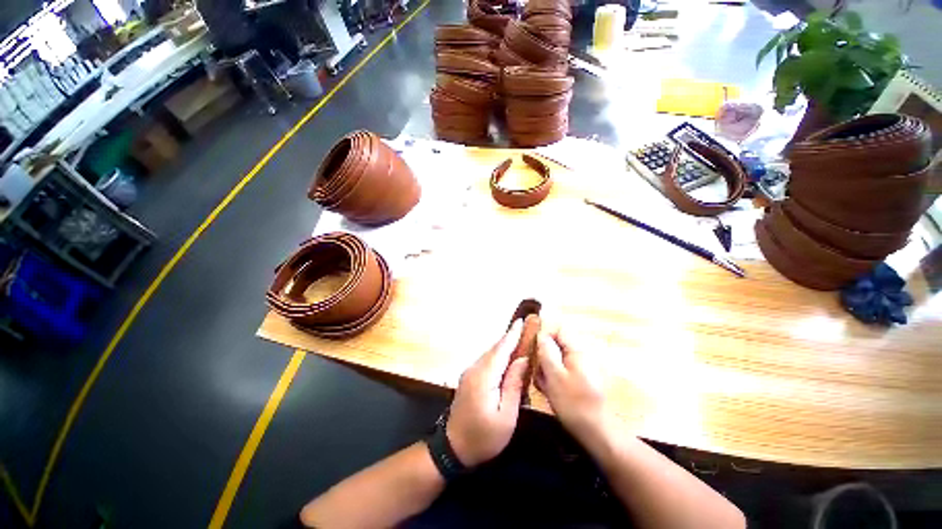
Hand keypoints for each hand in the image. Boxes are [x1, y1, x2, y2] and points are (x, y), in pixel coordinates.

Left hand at [446, 320, 529, 466]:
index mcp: (484, 377)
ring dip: (503, 345)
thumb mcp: (506, 416)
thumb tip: (522, 359)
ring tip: (518, 337)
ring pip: (489, 354)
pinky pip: (485, 360)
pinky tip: (505, 356)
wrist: (453, 448)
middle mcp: (474, 369)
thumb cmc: (484, 437)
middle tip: (524, 326)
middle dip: (509, 337)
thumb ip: (514, 384)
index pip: (501, 350)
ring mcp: (469, 373)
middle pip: (494, 349)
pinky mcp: (468, 378)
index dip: (512, 335)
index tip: (522, 321)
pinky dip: (497, 354)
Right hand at [536, 328, 606, 441]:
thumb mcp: (555, 376)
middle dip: (543, 356)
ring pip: (554, 358)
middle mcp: (579, 354)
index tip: (533, 349)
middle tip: (538, 372)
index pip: (558, 329)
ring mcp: (579, 367)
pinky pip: (559, 370)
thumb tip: (540, 334)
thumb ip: (546, 352)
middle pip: (555, 344)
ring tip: (544, 385)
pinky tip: (549, 391)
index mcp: (577, 350)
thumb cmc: (574, 403)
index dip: (544, 335)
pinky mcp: (577, 378)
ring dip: (546, 369)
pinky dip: (552, 378)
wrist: (596, 432)